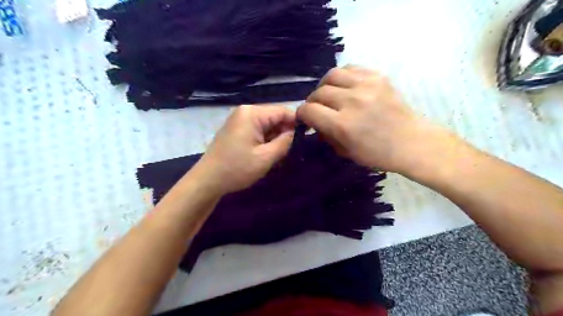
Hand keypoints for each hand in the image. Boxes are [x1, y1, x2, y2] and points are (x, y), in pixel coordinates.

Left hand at [192, 106, 294, 193]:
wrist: (208, 180)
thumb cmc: (237, 168)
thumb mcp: (267, 157)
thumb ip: (285, 141)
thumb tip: (294, 132)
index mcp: (253, 113)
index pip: (283, 111)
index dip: (297, 122)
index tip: (307, 136)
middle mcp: (246, 111)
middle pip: (274, 117)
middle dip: (284, 133)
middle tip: (290, 151)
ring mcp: (239, 120)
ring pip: (267, 125)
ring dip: (274, 139)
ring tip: (278, 156)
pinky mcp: (236, 129)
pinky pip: (257, 130)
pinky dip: (265, 141)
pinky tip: (266, 154)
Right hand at [296, 66, 453, 173]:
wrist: (411, 142)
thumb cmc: (377, 154)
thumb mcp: (345, 152)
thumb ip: (326, 135)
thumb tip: (315, 123)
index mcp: (343, 124)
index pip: (309, 110)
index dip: (302, 114)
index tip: (305, 118)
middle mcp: (352, 101)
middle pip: (319, 92)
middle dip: (312, 102)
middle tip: (317, 109)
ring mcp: (366, 86)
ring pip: (332, 75)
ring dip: (325, 86)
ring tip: (329, 94)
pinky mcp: (378, 77)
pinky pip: (351, 68)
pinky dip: (343, 77)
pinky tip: (345, 86)